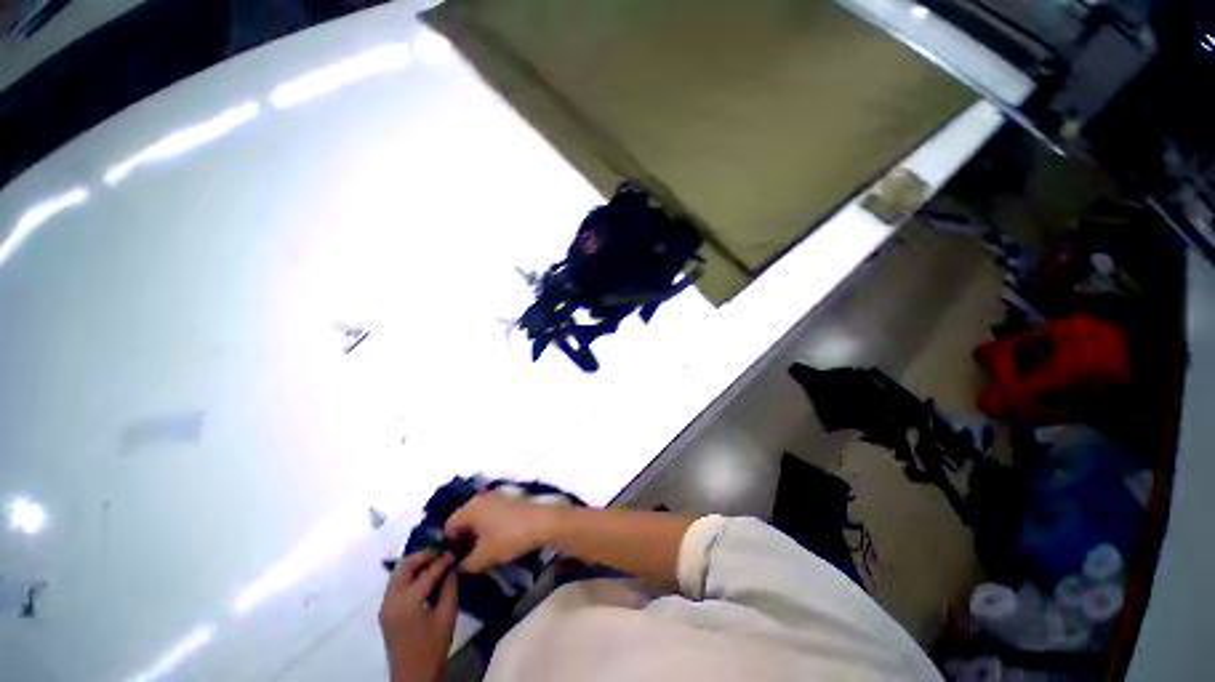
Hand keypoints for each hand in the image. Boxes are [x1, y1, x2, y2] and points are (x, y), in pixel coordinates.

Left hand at [379, 552, 457, 681]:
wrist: (413, 675)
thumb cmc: (433, 646)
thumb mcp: (447, 616)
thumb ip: (450, 588)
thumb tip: (453, 568)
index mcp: (407, 601)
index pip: (427, 572)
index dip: (443, 560)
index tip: (454, 552)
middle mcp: (392, 599)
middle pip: (404, 565)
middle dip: (423, 556)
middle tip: (441, 556)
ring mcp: (385, 605)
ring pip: (398, 573)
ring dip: (415, 565)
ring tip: (434, 565)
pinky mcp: (385, 611)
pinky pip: (395, 584)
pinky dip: (409, 576)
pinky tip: (424, 580)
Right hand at [445, 493, 559, 572]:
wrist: (542, 522)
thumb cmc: (509, 537)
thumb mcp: (483, 557)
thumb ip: (465, 564)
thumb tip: (458, 567)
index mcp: (470, 508)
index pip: (449, 526)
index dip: (450, 545)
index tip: (457, 560)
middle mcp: (480, 498)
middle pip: (463, 519)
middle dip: (463, 539)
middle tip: (469, 558)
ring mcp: (496, 497)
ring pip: (477, 516)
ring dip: (476, 533)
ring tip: (483, 551)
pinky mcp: (508, 500)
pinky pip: (490, 513)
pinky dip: (488, 526)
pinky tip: (496, 540)